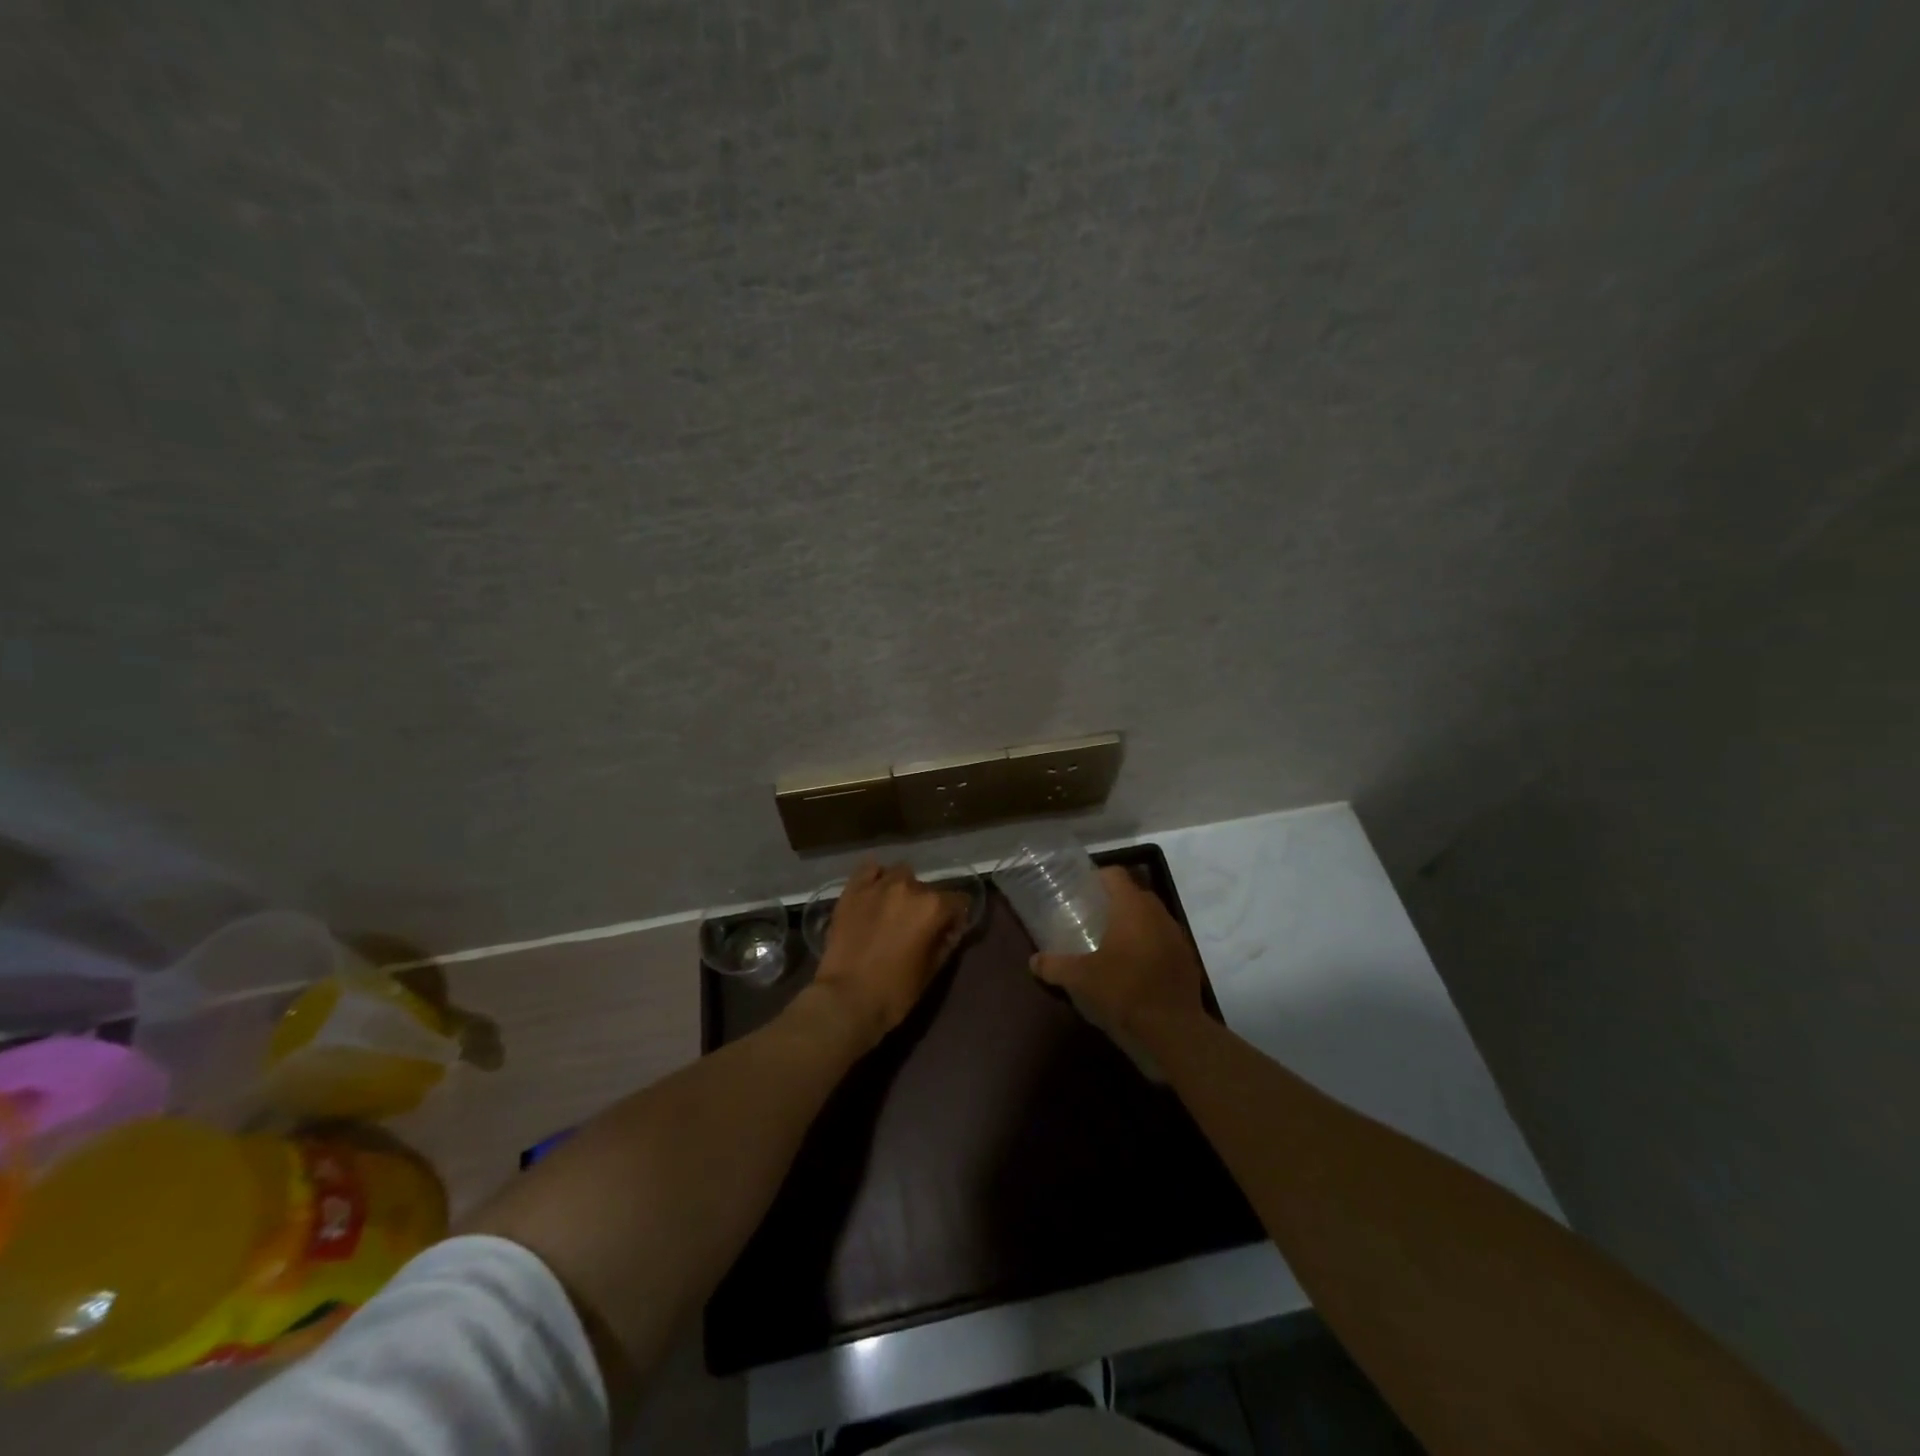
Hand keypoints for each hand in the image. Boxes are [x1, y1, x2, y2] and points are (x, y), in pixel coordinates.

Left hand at [812, 861, 965, 1044]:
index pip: (958, 901)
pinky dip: (876, 877)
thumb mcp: (931, 971)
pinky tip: (874, 892)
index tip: (947, 932)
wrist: (845, 999)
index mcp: (933, 907)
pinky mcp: (853, 890)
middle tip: (916, 927)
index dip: (955, 918)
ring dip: (903, 889)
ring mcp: (878, 885)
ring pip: (900, 874)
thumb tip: (949, 929)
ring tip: (893, 908)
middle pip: (928, 889)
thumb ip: (945, 943)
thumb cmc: (895, 992)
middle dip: (926, 906)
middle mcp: (910, 887)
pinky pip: (869, 869)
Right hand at [1029, 867, 1206, 1040]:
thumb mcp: (1081, 979)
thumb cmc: (1124, 991)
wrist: (1174, 1029)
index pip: (1114, 874)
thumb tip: (1034, 962)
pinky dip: (1148, 945)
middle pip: (1133, 894)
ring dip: (1133, 924)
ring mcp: (1176, 935)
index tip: (1081, 892)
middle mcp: (1158, 912)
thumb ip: (1054, 966)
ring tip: (1111, 943)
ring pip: (1150, 917)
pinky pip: (1163, 940)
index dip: (1096, 878)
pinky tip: (1134, 967)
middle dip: (1113, 902)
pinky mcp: (1186, 958)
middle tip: (1091, 918)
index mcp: (1132, 907)